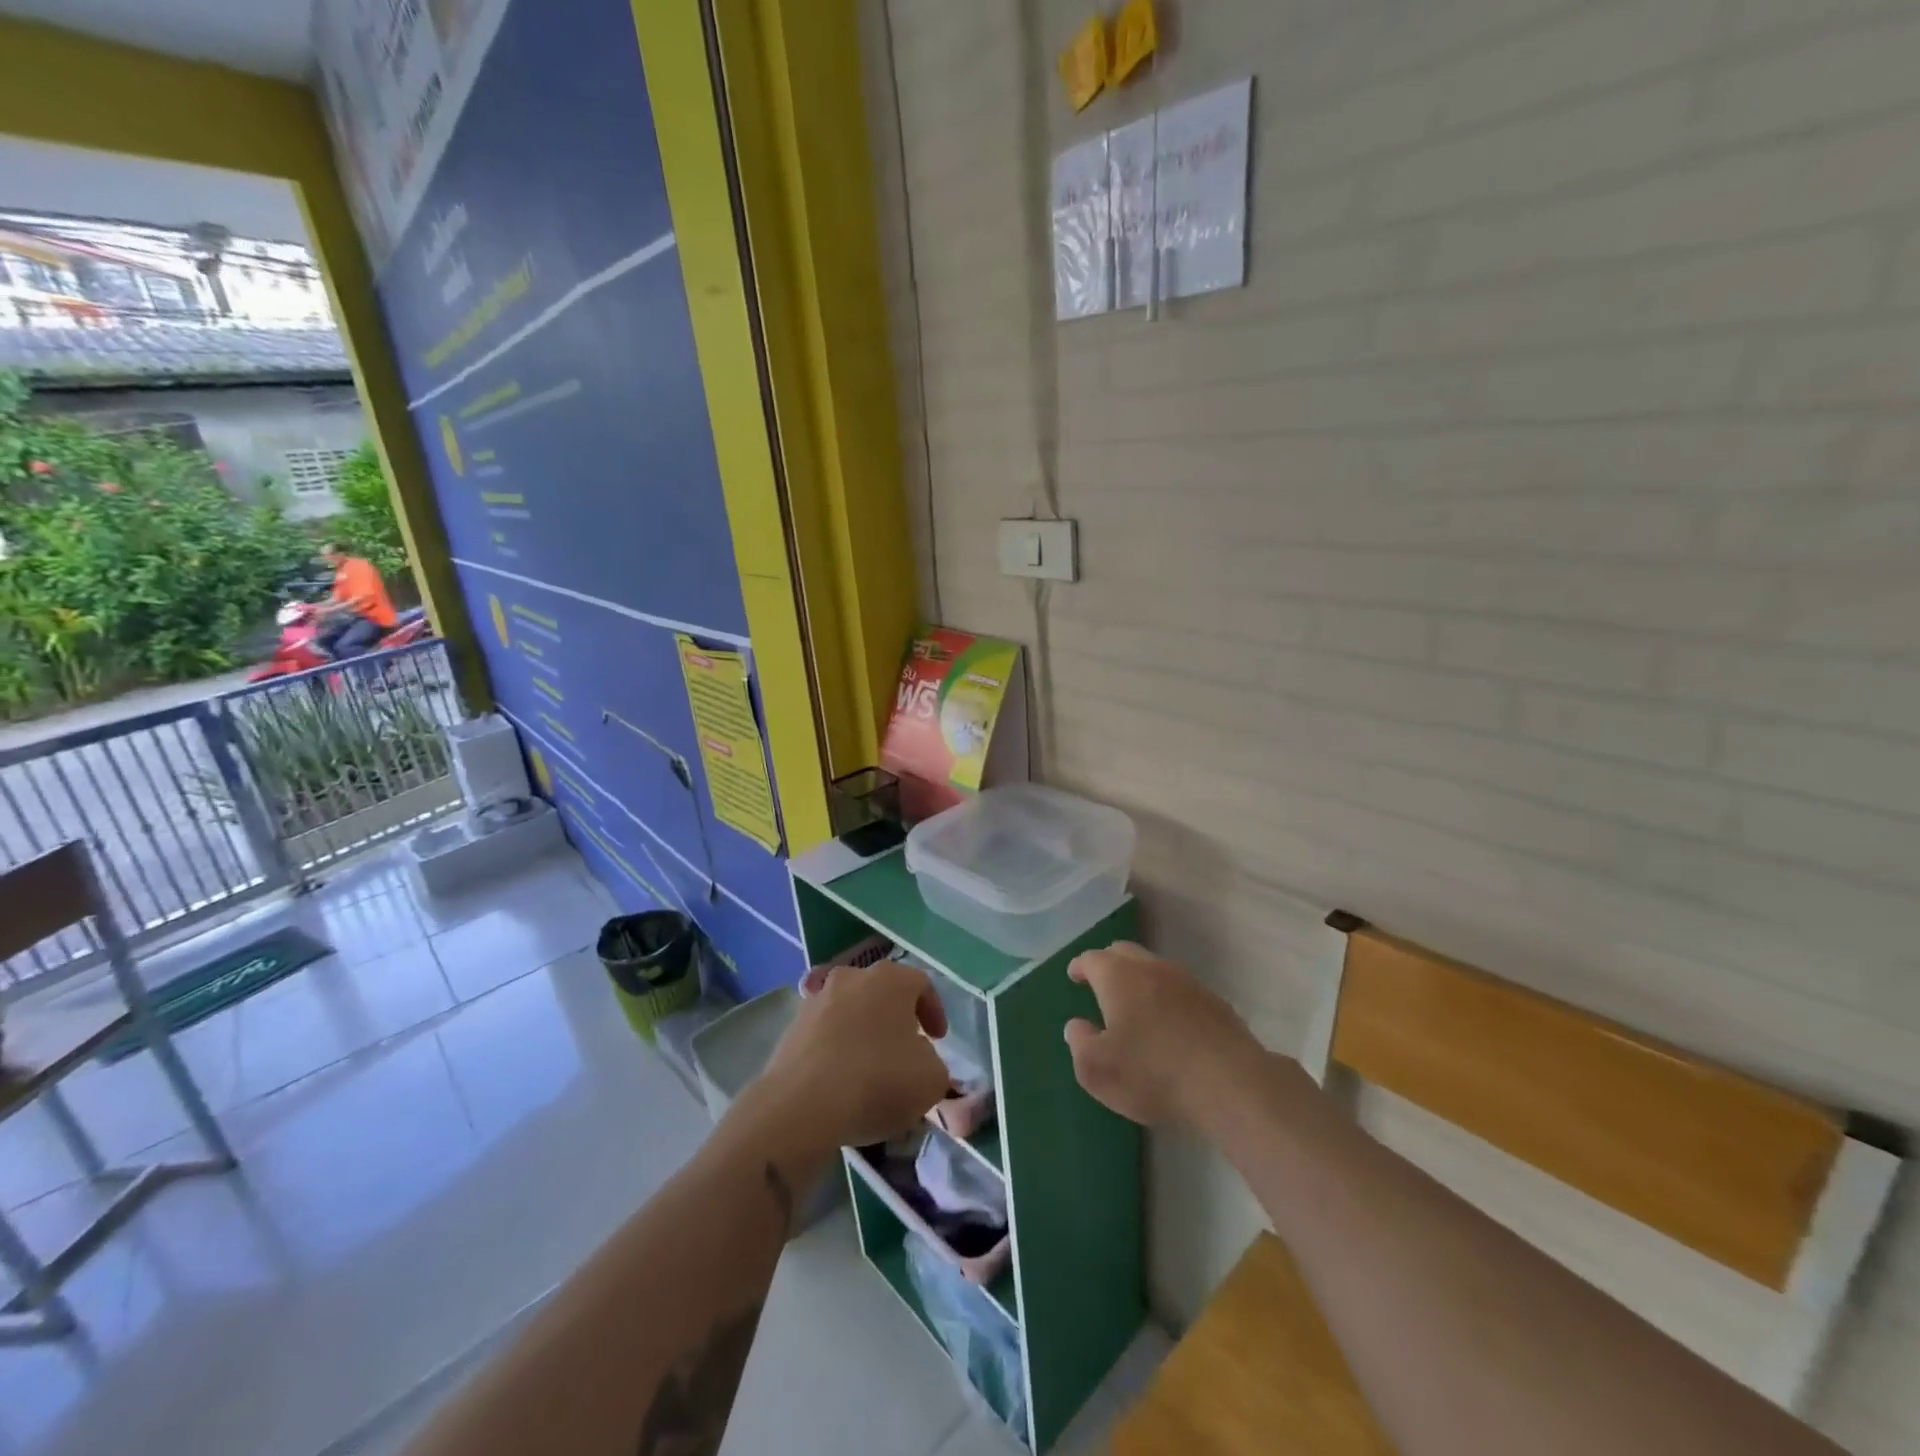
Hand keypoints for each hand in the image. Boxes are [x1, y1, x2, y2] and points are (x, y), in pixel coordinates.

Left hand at [756, 961, 950, 1151]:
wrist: (801, 1106)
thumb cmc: (877, 1081)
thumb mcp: (931, 1079)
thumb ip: (933, 1061)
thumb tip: (917, 1057)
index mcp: (891, 979)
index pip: (921, 984)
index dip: (934, 1011)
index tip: (938, 1040)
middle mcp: (853, 976)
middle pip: (883, 992)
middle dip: (896, 1018)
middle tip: (905, 1049)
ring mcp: (817, 999)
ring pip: (851, 1009)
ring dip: (864, 1031)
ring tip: (870, 1067)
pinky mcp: (792, 1026)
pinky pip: (825, 1031)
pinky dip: (837, 1047)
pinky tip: (840, 1079)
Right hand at [1064, 942, 1265, 1128]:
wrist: (1229, 1084)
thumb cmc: (1152, 1073)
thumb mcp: (1097, 1069)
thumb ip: (1079, 1042)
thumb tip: (1077, 1025)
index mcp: (1118, 977)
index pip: (1092, 959)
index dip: (1080, 966)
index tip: (1074, 975)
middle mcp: (1151, 968)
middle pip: (1124, 952)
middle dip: (1109, 963)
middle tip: (1101, 984)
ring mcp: (1187, 981)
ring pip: (1155, 968)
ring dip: (1140, 979)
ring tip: (1136, 1004)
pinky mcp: (1214, 1001)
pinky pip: (1181, 989)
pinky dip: (1168, 997)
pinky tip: (1171, 1023)